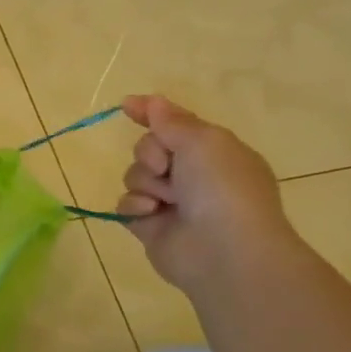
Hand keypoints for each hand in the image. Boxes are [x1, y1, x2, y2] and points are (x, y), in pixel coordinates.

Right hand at [115, 95, 297, 292]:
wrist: (224, 250)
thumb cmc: (222, 188)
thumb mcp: (203, 141)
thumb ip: (172, 120)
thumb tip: (152, 101)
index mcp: (213, 152)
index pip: (176, 124)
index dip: (151, 114)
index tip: (127, 106)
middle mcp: (192, 175)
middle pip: (149, 148)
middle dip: (150, 153)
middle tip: (166, 167)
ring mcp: (171, 202)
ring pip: (135, 175)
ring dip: (146, 182)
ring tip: (166, 199)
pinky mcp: (149, 226)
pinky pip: (125, 204)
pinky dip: (135, 206)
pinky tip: (152, 214)